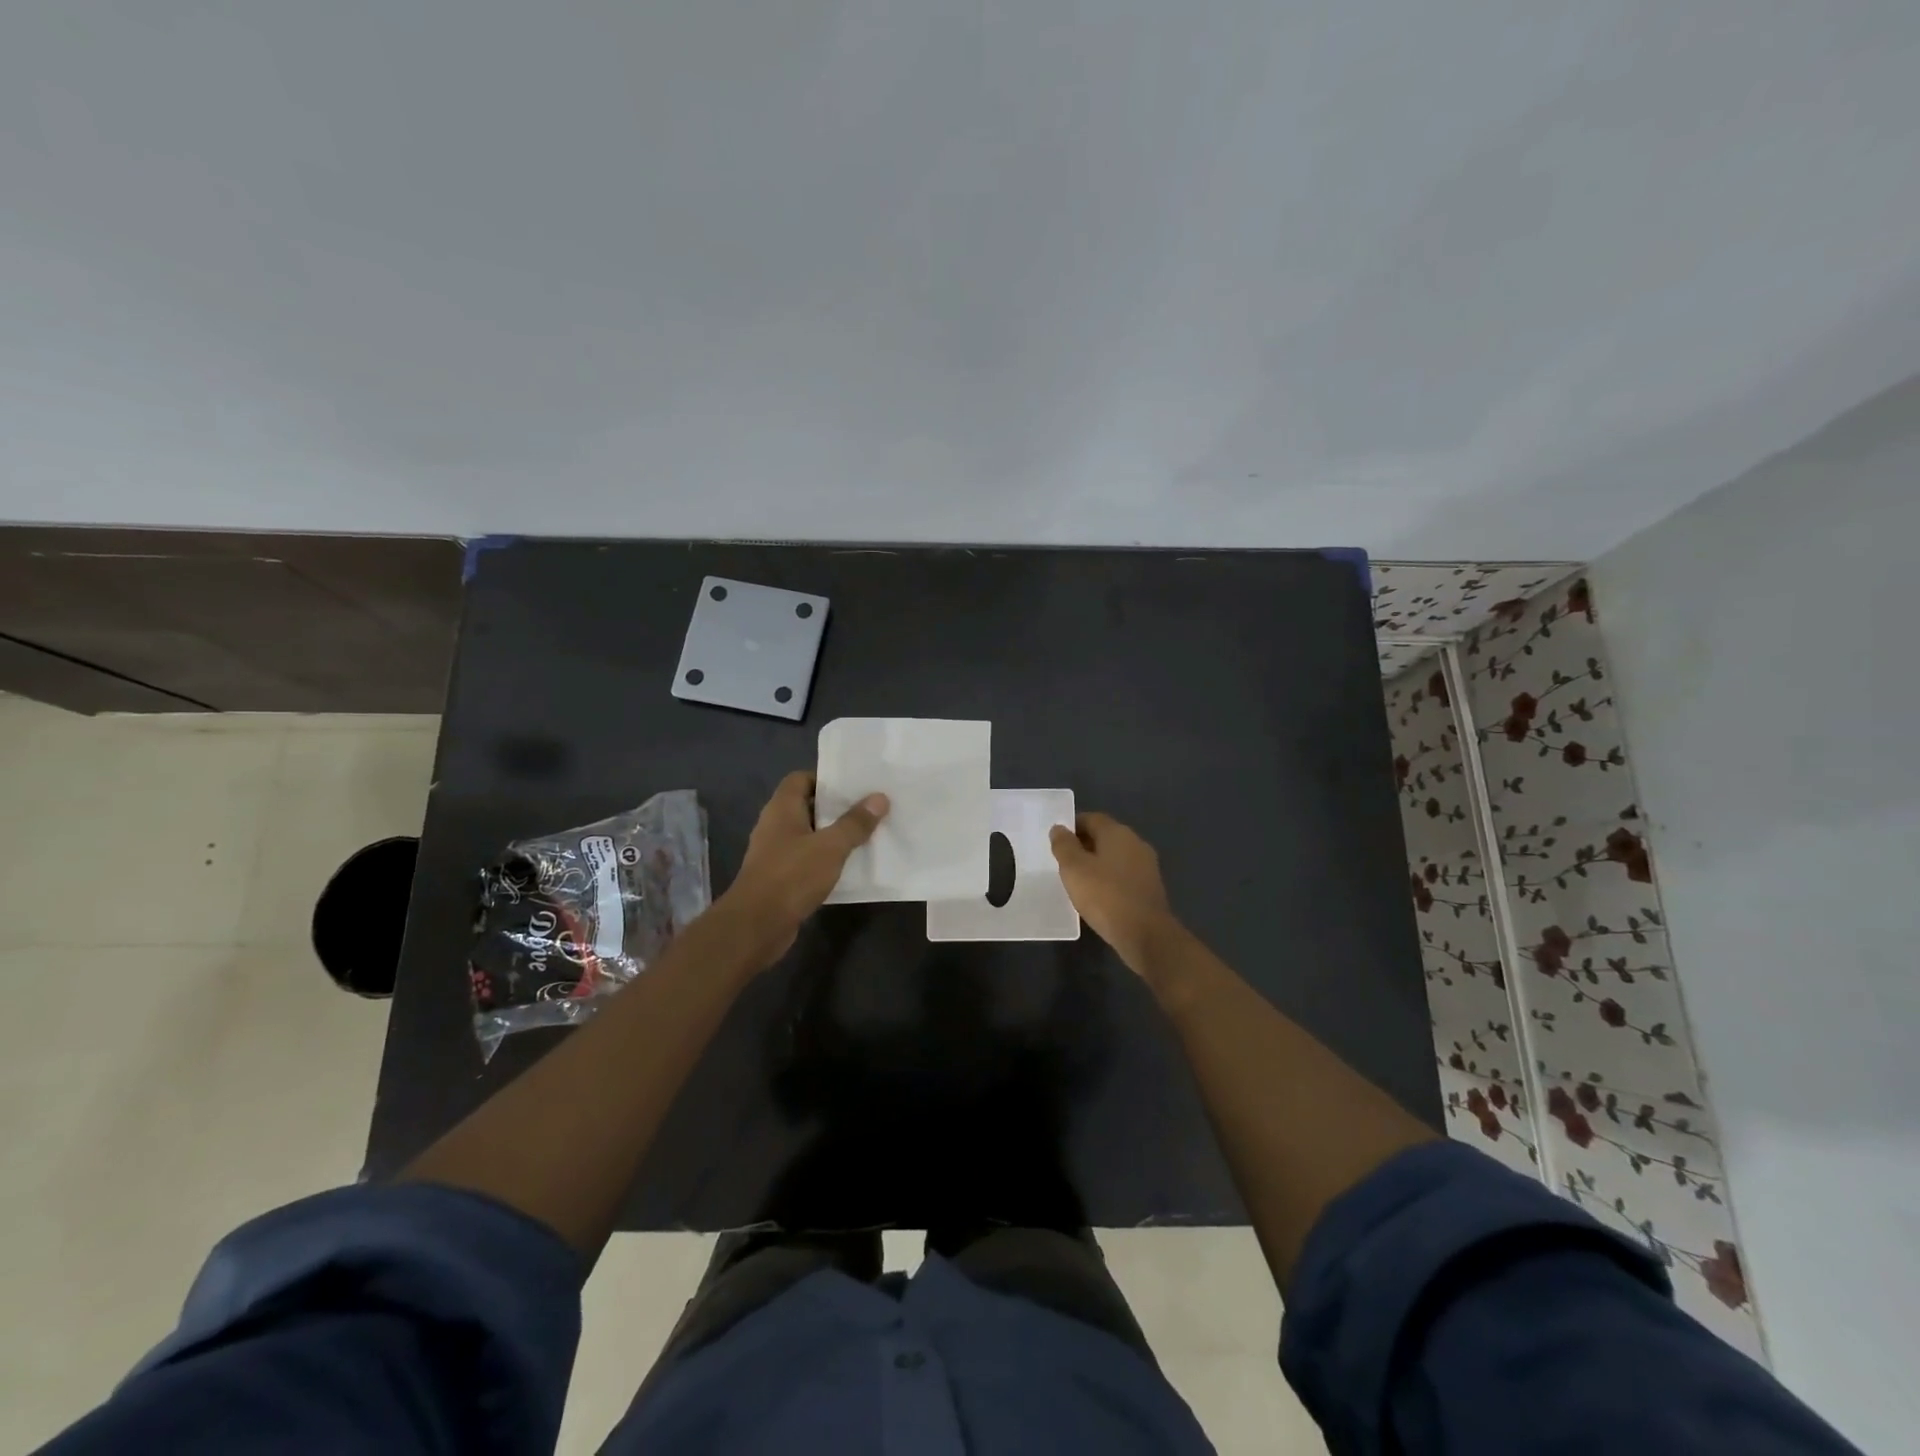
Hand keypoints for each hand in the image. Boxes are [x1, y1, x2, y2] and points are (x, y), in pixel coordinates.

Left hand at [714, 771, 888, 964]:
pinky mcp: (780, 877)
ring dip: (833, 836)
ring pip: (809, 835)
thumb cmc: (792, 876)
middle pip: (807, 806)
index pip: (801, 779)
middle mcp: (775, 825)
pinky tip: (849, 866)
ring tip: (865, 835)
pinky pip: (807, 860)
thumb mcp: (831, 847)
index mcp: (781, 808)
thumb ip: (855, 823)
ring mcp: (775, 853)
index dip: (826, 779)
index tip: (854, 787)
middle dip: (836, 808)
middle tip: (868, 809)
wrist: (757, 925)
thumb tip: (879, 798)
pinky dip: (825, 860)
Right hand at [1049, 812, 1180, 971]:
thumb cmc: (1105, 896)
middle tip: (1063, 861)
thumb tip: (1059, 828)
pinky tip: (1098, 895)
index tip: (1056, 841)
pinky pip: (1124, 875)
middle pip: (1105, 836)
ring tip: (1077, 880)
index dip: (1072, 826)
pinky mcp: (1150, 887)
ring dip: (1097, 863)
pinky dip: (1109, 879)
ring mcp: (1146, 866)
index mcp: (1118, 833)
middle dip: (1084, 845)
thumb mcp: (1074, 869)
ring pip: (1115, 856)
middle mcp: (1135, 843)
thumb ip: (1064, 846)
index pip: (1091, 818)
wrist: (1146, 934)